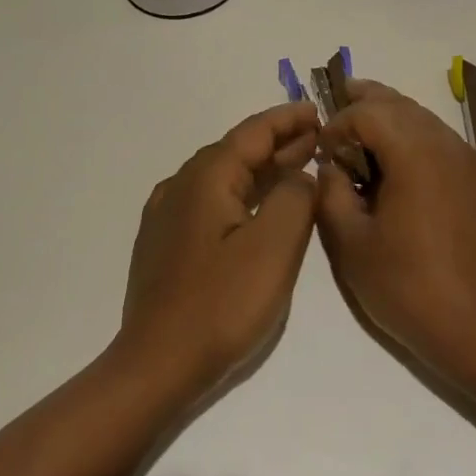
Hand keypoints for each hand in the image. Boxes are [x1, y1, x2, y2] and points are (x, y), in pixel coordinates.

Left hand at [114, 101, 320, 396]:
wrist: (157, 364)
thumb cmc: (220, 303)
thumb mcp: (273, 247)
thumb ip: (295, 199)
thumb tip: (299, 175)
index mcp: (205, 178)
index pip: (252, 133)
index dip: (287, 119)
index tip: (318, 111)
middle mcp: (181, 186)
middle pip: (236, 151)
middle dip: (278, 142)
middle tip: (318, 139)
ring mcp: (168, 216)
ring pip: (223, 177)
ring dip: (262, 169)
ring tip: (298, 166)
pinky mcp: (166, 243)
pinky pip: (211, 201)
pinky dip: (243, 194)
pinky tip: (258, 206)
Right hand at [315, 80, 475, 381]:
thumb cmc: (408, 286)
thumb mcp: (351, 243)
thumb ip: (331, 194)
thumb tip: (331, 167)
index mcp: (415, 153)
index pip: (369, 112)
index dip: (338, 123)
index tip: (321, 152)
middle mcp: (446, 144)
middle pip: (399, 104)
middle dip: (365, 103)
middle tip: (336, 106)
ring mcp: (466, 161)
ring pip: (421, 118)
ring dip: (389, 117)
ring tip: (360, 131)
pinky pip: (438, 139)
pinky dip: (410, 136)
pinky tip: (393, 162)